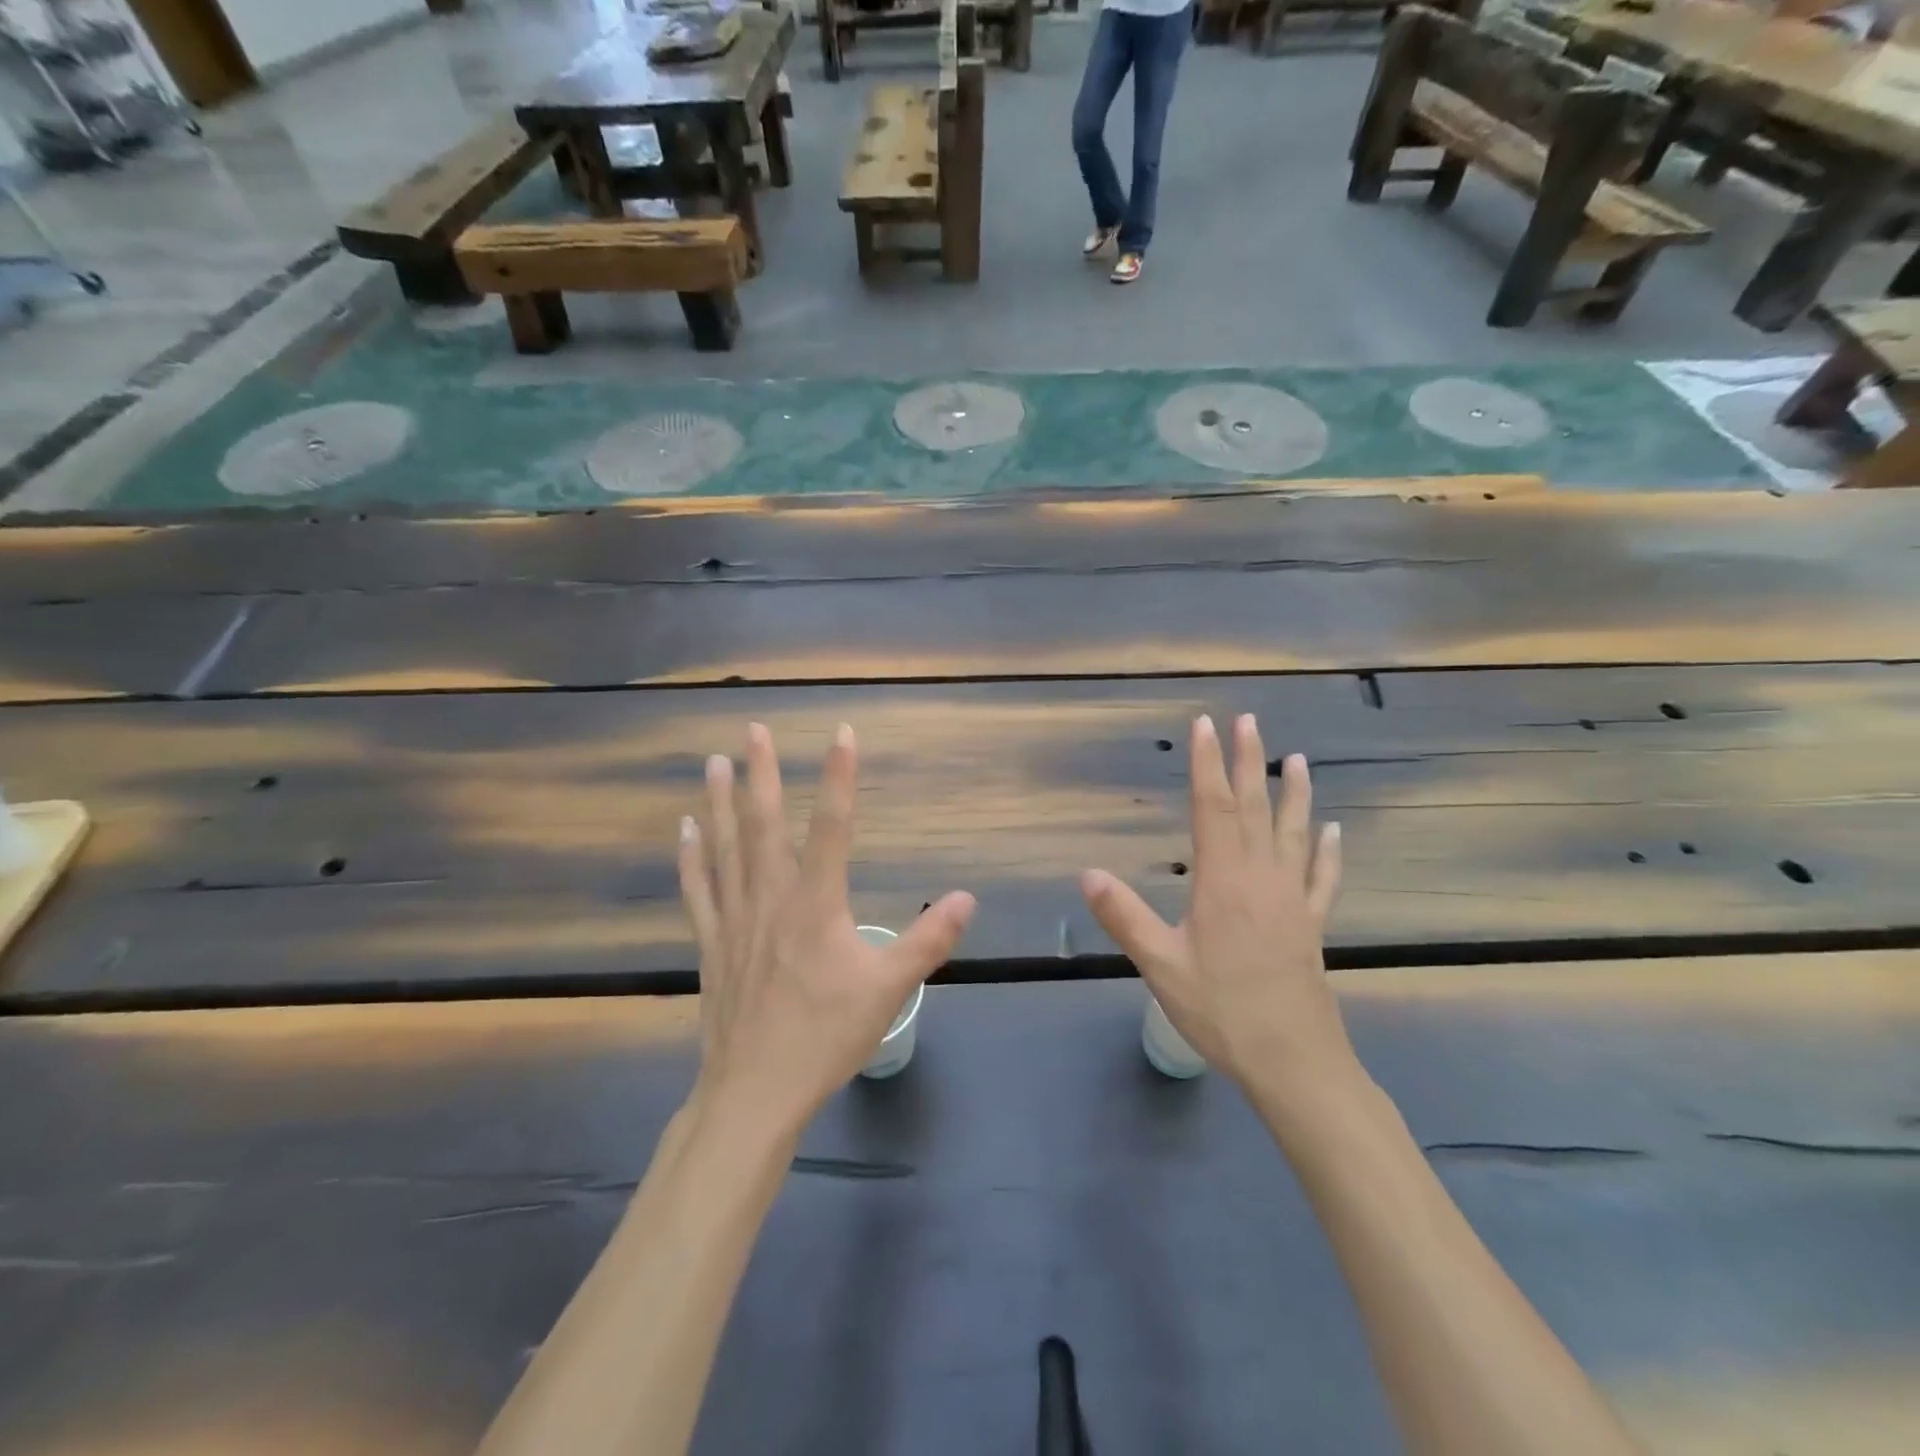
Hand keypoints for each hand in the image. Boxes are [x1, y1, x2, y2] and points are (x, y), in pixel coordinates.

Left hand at [679, 722, 975, 1134]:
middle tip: (753, 730)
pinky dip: (690, 855)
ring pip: (725, 847)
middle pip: (765, 824)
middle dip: (762, 773)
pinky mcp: (711, 942)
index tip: (841, 732)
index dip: (840, 776)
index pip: (833, 826)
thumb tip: (966, 898)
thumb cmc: (825, 1037)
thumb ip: (928, 941)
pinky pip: (697, 887)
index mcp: (816, 904)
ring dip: (720, 802)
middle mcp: (771, 898)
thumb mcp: (889, 990)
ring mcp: (734, 918)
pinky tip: (685, 828)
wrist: (755, 1091)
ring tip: (714, 762)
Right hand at [1081, 714, 1357, 1106]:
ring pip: (1294, 833)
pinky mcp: (1312, 924)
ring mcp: (1293, 900)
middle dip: (1248, 761)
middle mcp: (1262, 878)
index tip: (1206, 725)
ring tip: (1296, 759)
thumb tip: (1088, 874)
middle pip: (1255, 808)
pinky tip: (1333, 832)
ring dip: (1294, 793)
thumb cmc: (1221, 1011)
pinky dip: (1327, 851)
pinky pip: (1322, 877)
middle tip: (1248, 720)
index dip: (1208, 764)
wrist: (1293, 1062)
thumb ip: (1124, 917)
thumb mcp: (1161, 965)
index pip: (1213, 808)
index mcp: (1223, 881)